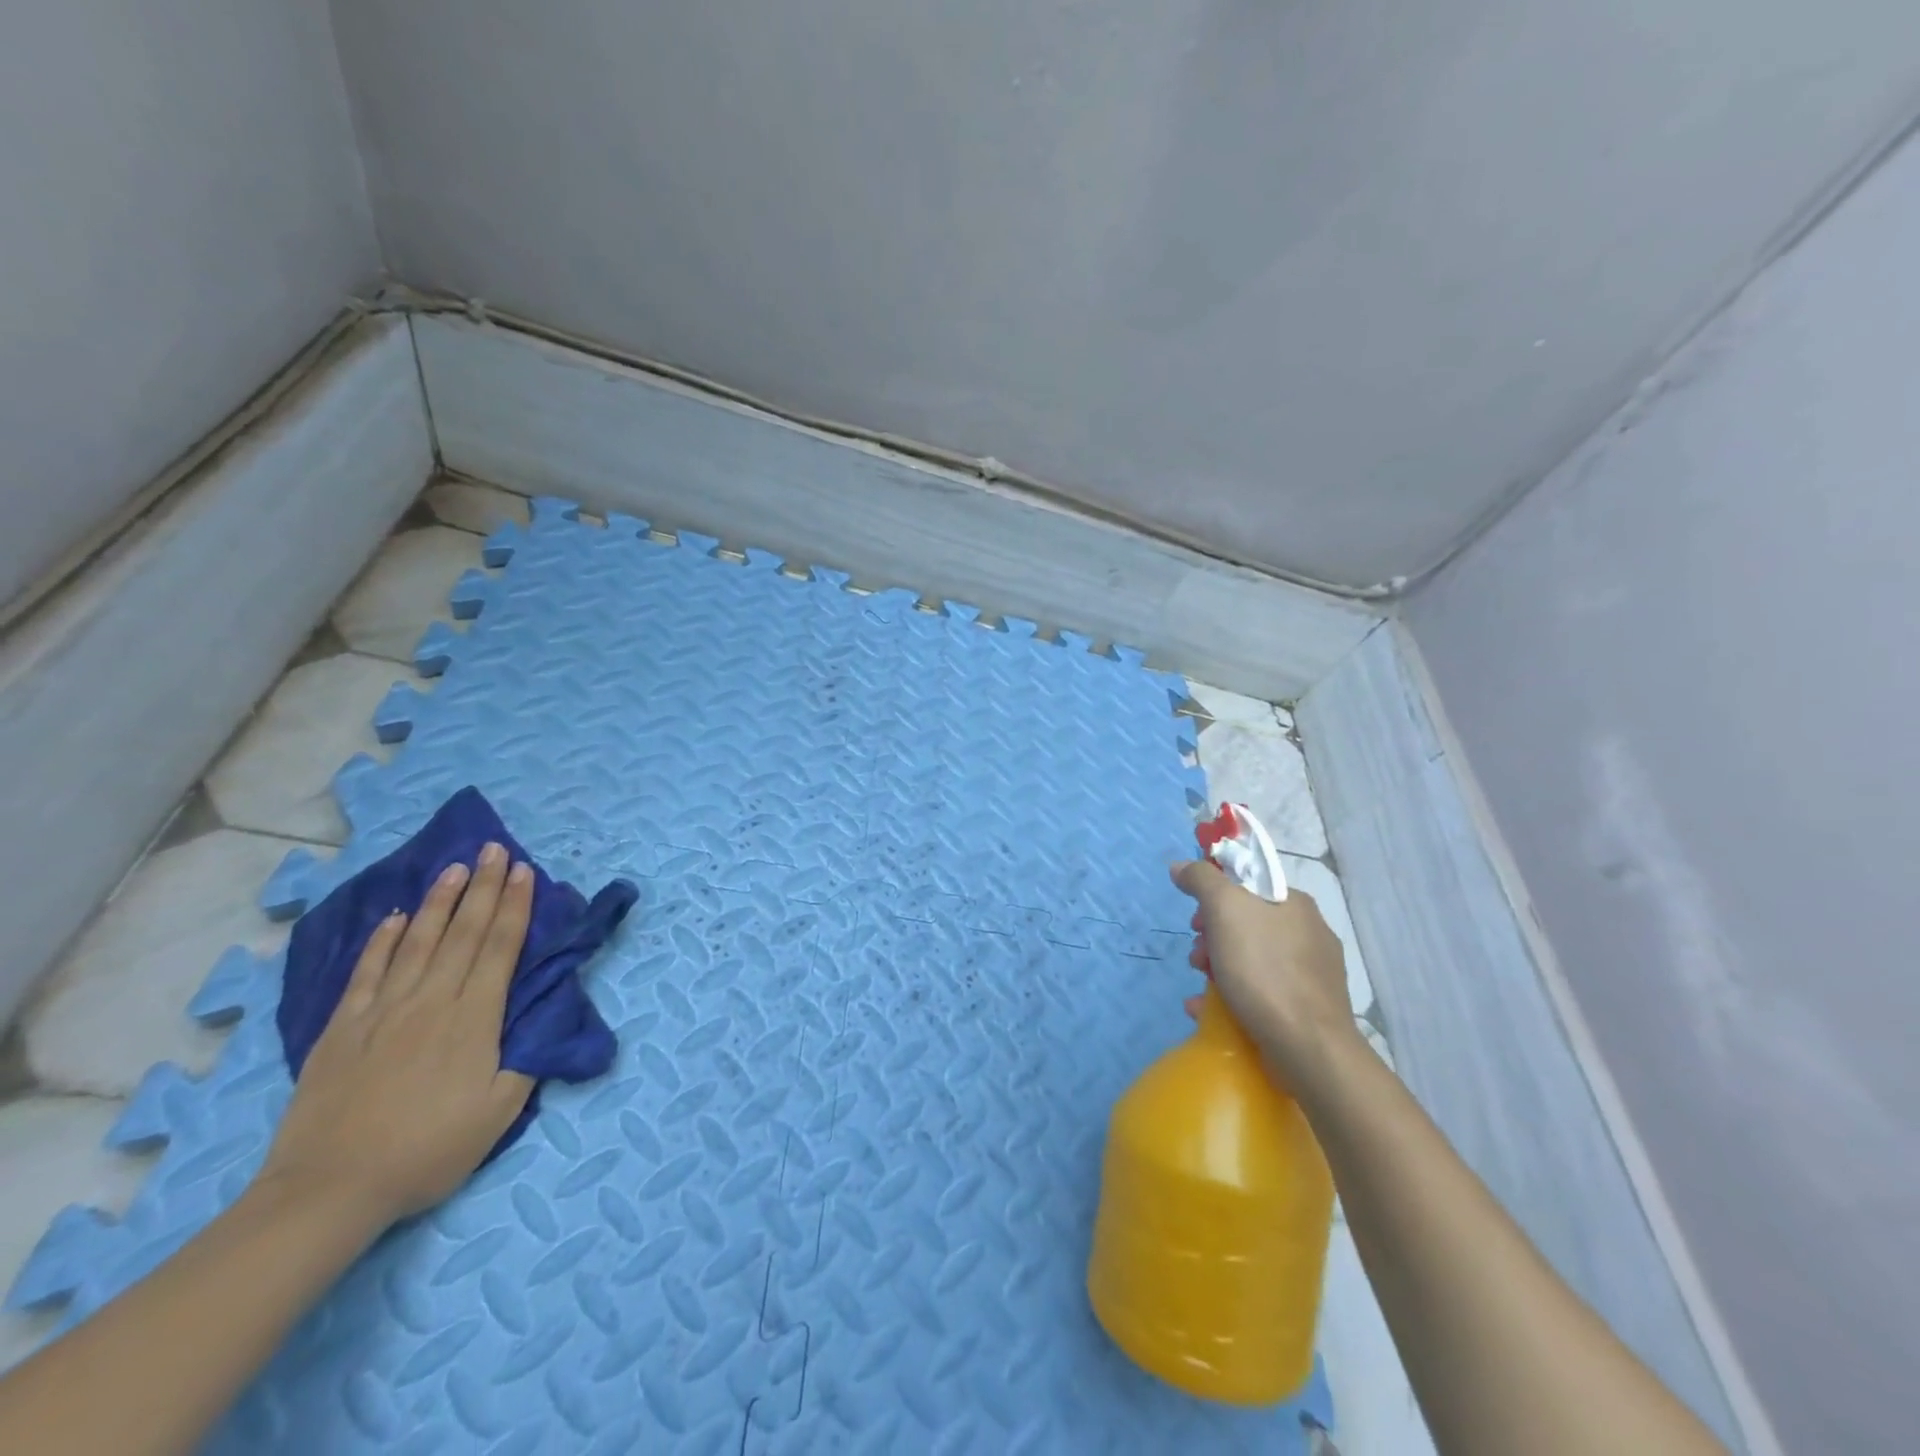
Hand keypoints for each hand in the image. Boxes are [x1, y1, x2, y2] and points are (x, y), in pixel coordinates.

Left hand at [259, 843, 536, 1226]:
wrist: (330, 1190)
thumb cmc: (428, 1151)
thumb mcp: (500, 1113)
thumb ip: (526, 1060)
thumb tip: (543, 1018)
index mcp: (474, 1018)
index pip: (500, 947)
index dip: (514, 906)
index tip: (523, 871)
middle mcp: (431, 1001)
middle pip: (463, 932)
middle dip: (483, 888)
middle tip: (493, 849)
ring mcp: (382, 1011)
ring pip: (417, 941)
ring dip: (439, 902)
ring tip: (454, 868)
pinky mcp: (342, 1029)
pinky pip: (367, 973)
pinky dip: (382, 941)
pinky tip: (394, 918)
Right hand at [1170, 859, 1359, 1077]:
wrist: (1308, 1047)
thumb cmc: (1264, 969)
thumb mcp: (1225, 909)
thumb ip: (1201, 880)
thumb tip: (1181, 866)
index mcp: (1295, 903)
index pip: (1247, 885)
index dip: (1214, 898)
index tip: (1197, 922)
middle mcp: (1309, 933)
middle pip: (1246, 924)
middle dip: (1212, 939)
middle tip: (1198, 958)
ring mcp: (1312, 974)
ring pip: (1252, 959)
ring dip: (1218, 968)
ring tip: (1202, 988)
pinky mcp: (1308, 1009)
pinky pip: (1262, 992)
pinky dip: (1233, 997)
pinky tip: (1210, 1011)